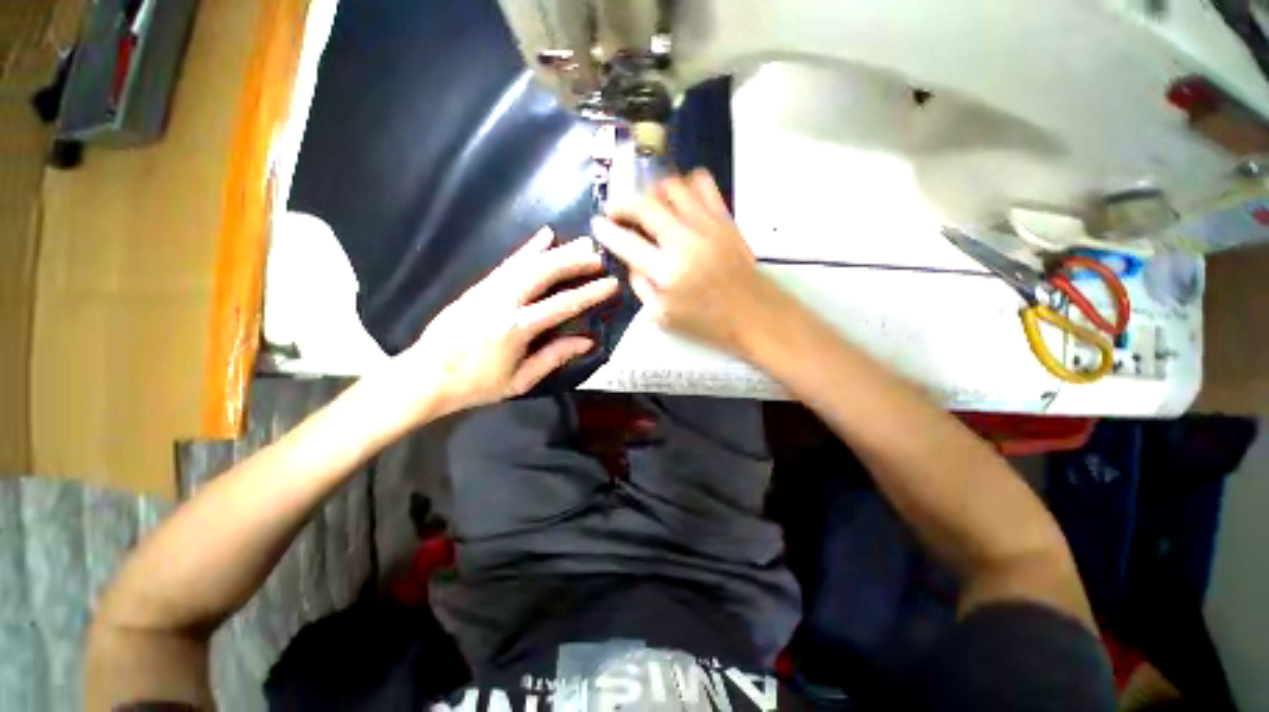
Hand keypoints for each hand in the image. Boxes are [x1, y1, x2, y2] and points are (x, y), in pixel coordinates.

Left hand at [374, 228, 618, 426]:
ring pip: (528, 262)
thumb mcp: (520, 379)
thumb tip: (587, 341)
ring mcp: (489, 289)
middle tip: (599, 255)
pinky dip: (529, 248)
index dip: (590, 293)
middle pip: (544, 273)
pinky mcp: (479, 285)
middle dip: (575, 262)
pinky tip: (545, 236)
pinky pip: (509, 262)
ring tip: (582, 243)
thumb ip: (554, 357)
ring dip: (558, 251)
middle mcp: (503, 301)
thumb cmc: (476, 384)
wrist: (425, 375)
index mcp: (515, 328)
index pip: (562, 305)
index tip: (611, 283)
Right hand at [592, 169, 786, 354]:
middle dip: (623, 203)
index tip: (598, 224)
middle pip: (645, 205)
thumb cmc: (707, 322)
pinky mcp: (725, 218)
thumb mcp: (663, 317)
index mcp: (667, 272)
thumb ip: (641, 286)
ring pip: (672, 187)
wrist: (754, 313)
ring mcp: (707, 225)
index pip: (626, 243)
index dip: (607, 231)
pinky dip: (685, 184)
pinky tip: (680, 200)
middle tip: (617, 210)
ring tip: (647, 204)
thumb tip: (631, 261)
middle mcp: (684, 241)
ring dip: (652, 191)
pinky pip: (703, 184)